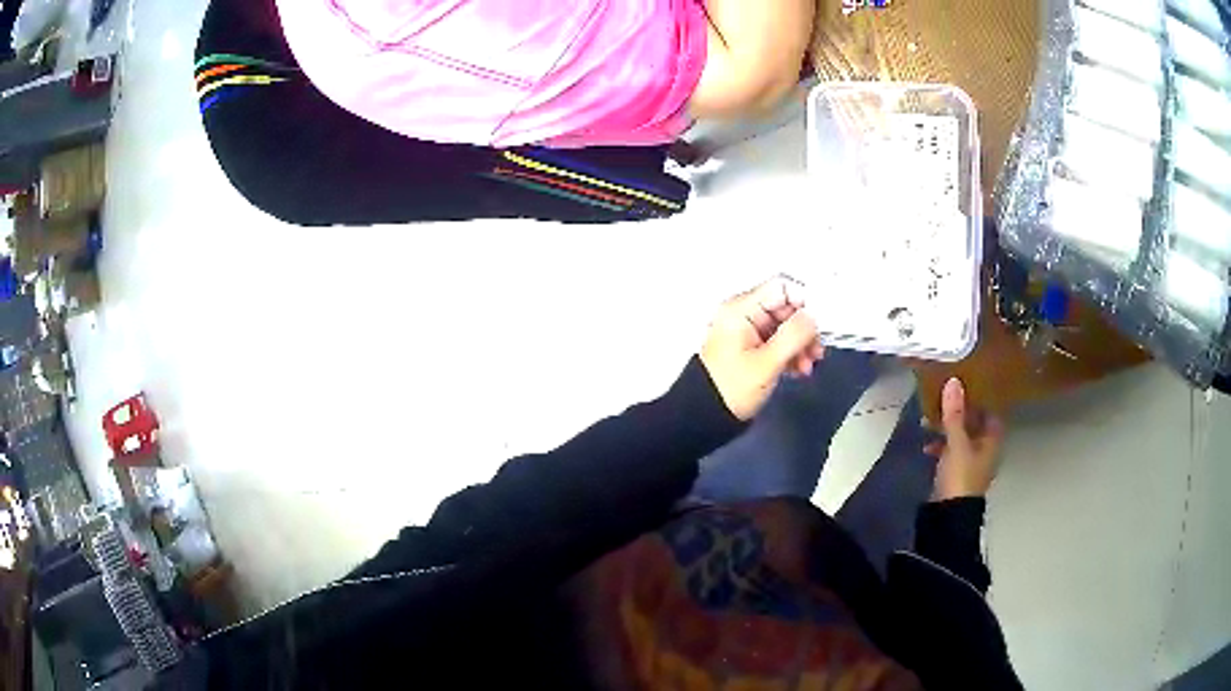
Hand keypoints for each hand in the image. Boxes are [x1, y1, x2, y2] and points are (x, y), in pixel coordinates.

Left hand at [699, 277, 823, 420]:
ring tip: (807, 367)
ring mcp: (747, 330)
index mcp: (741, 309)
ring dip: (801, 344)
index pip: (781, 287)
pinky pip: (778, 340)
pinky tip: (799, 370)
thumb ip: (793, 336)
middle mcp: (744, 313)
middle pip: (786, 307)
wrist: (706, 417)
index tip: (820, 324)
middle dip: (805, 329)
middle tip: (816, 353)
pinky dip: (791, 353)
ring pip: (785, 326)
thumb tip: (813, 316)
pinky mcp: (752, 346)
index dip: (804, 301)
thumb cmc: (732, 389)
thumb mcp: (767, 363)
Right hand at [927, 378, 1005, 499]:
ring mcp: (972, 462)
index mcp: (992, 439)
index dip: (979, 398)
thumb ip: (954, 414)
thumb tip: (954, 381)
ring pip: (962, 437)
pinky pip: (951, 452)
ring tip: (930, 421)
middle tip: (943, 399)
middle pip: (975, 423)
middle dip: (959, 412)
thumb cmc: (961, 475)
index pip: (990, 411)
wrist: (950, 515)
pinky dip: (942, 446)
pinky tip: (927, 445)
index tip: (963, 385)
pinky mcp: (958, 474)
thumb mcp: (956, 442)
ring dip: (948, 429)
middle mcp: (986, 449)